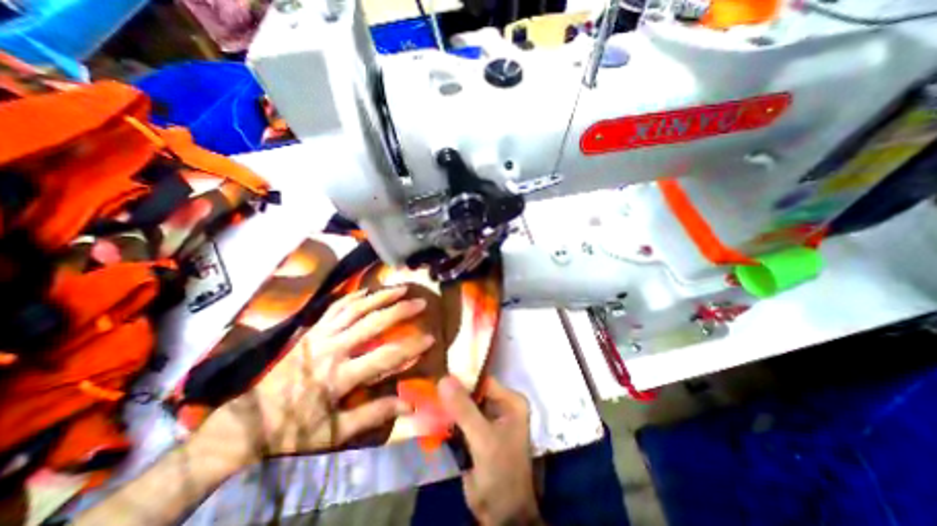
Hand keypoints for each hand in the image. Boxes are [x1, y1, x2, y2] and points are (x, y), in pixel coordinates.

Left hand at [202, 287, 435, 468]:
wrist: (250, 420)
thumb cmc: (296, 429)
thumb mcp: (335, 433)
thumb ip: (373, 415)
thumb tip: (408, 406)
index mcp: (339, 376)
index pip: (384, 357)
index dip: (411, 347)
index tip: (431, 339)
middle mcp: (332, 349)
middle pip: (372, 323)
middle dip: (400, 310)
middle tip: (421, 303)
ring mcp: (320, 335)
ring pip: (355, 308)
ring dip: (380, 296)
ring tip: (401, 289)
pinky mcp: (312, 330)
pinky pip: (337, 306)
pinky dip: (356, 296)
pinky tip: (370, 290)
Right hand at [440, 377, 541, 522]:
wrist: (501, 515)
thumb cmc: (500, 472)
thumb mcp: (482, 439)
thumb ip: (464, 409)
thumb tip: (444, 378)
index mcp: (511, 401)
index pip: (483, 380)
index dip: (462, 377)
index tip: (438, 373)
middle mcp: (502, 405)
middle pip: (473, 390)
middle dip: (452, 390)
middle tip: (429, 384)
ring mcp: (489, 418)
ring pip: (465, 403)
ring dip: (448, 403)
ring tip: (426, 395)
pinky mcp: (477, 432)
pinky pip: (460, 417)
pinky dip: (448, 416)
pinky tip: (431, 412)